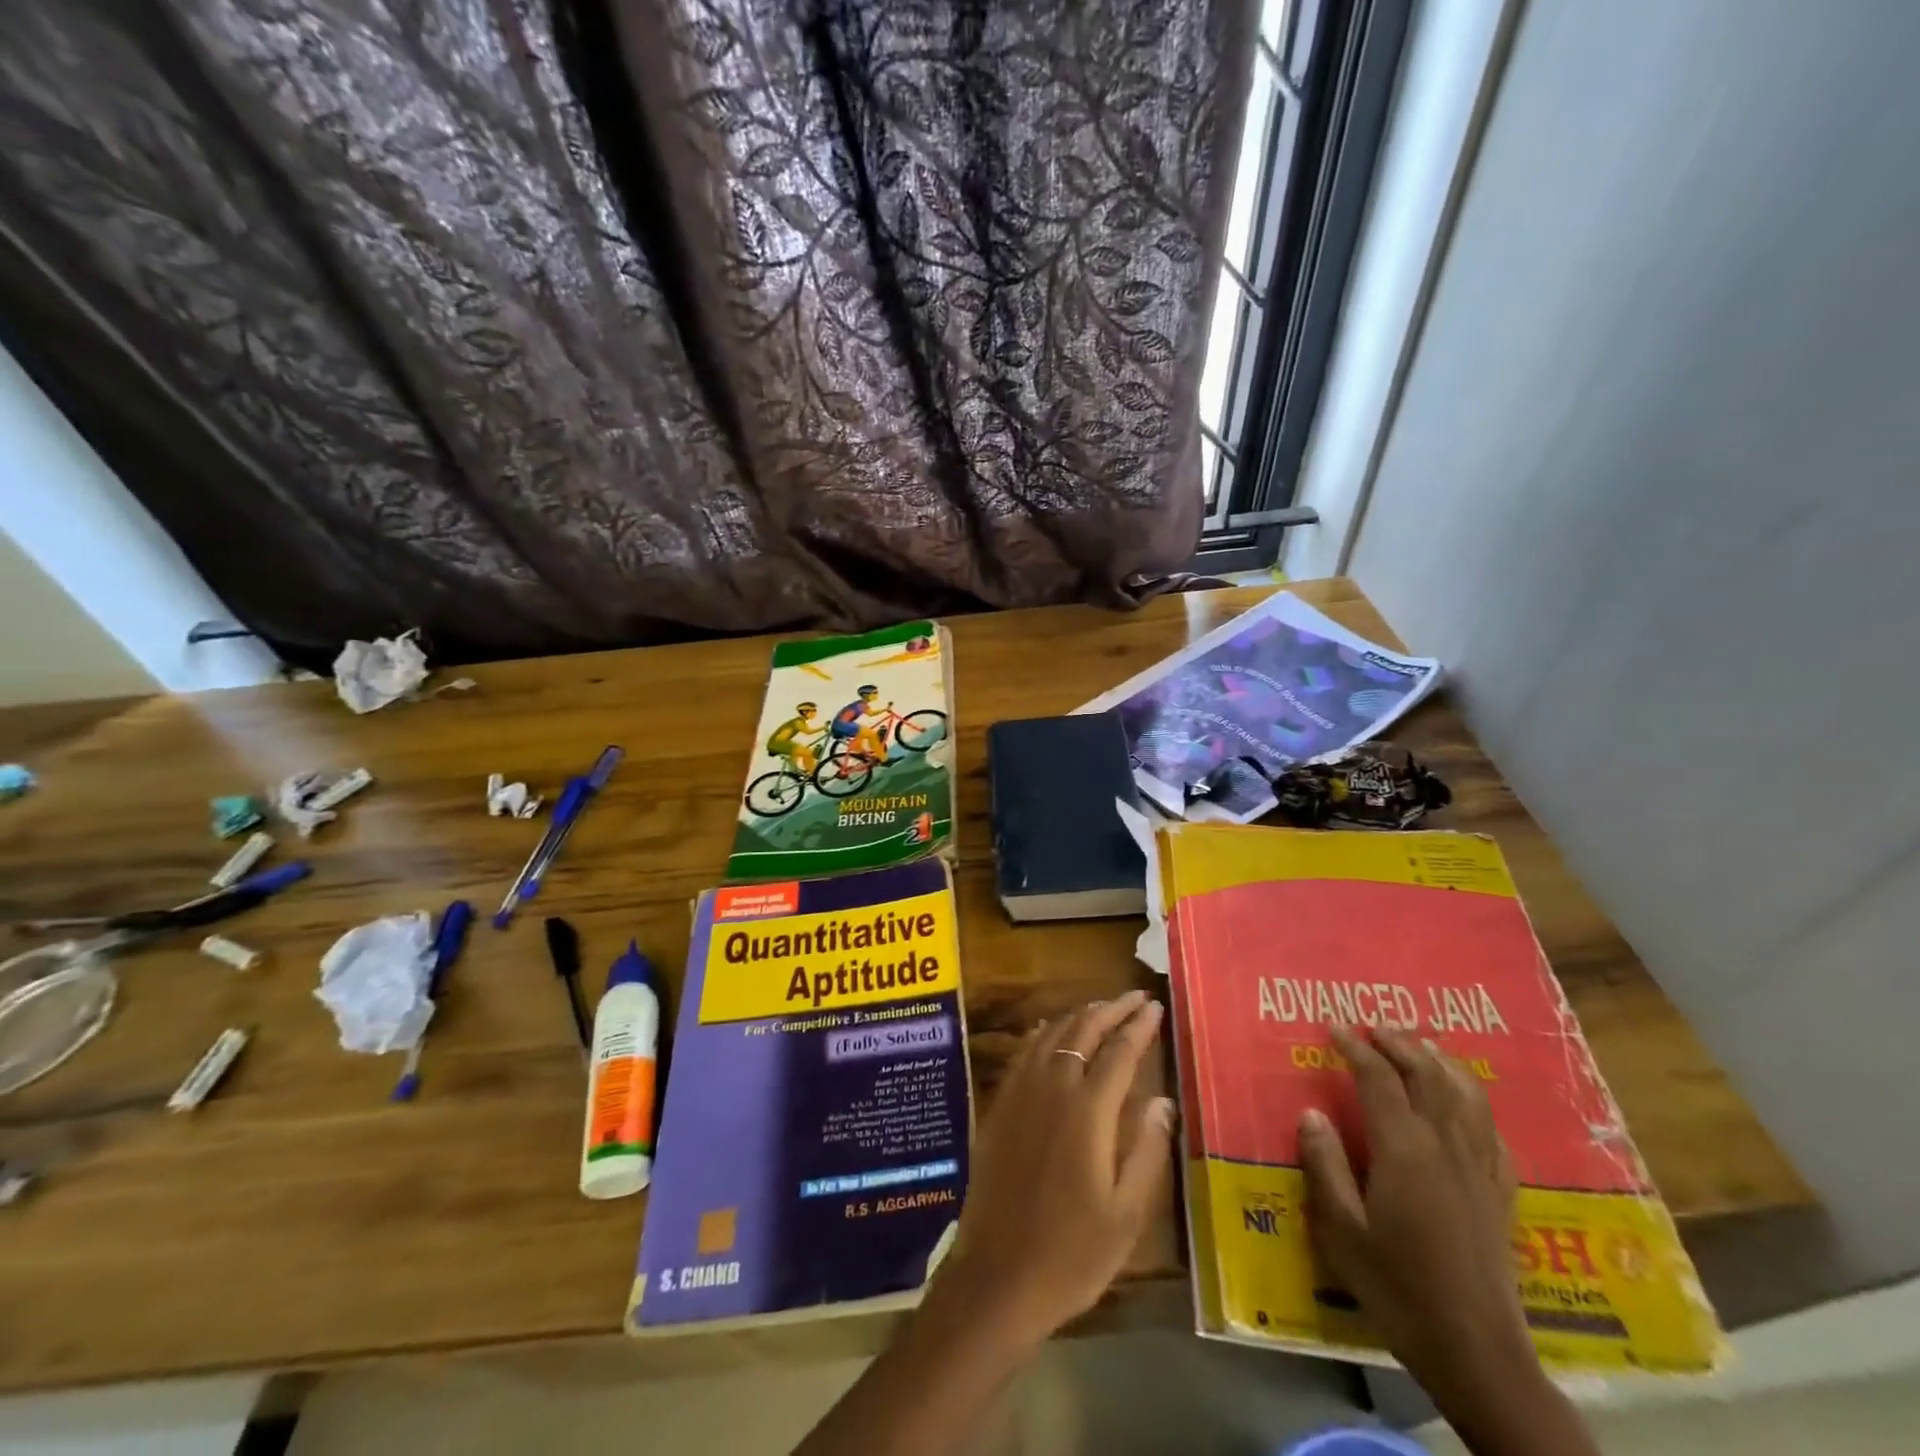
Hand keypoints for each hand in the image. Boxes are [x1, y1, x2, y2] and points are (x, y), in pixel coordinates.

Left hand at [932, 990, 1173, 1349]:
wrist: (998, 1275)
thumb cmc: (1072, 1253)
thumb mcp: (1126, 1214)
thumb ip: (1146, 1149)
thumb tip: (1163, 1100)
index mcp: (1088, 1110)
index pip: (1120, 1051)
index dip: (1140, 1026)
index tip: (1155, 1006)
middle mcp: (1052, 1088)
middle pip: (1083, 1030)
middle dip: (1111, 1009)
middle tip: (1135, 997)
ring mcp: (1020, 1092)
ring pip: (1052, 1034)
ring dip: (1079, 1015)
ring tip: (1101, 1008)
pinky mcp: (999, 1105)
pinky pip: (1025, 1052)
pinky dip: (1045, 1032)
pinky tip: (1052, 1031)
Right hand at [1300, 1026, 1535, 1415]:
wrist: (1477, 1353)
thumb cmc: (1398, 1288)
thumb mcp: (1342, 1230)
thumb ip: (1325, 1165)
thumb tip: (1312, 1113)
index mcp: (1404, 1150)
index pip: (1378, 1079)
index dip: (1355, 1048)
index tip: (1334, 1028)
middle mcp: (1446, 1147)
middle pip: (1428, 1075)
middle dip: (1399, 1044)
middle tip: (1373, 1027)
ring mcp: (1480, 1169)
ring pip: (1467, 1096)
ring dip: (1441, 1063)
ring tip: (1421, 1047)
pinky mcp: (1502, 1194)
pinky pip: (1492, 1132)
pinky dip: (1476, 1105)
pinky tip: (1466, 1106)